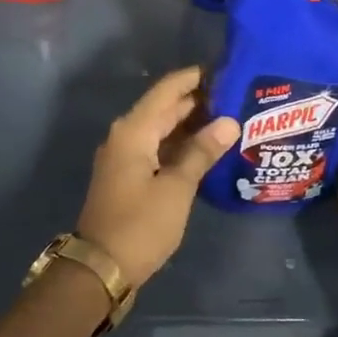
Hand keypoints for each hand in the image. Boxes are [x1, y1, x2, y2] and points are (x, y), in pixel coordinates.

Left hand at [76, 66, 238, 287]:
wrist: (101, 268)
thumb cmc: (140, 225)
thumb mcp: (176, 188)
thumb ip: (201, 153)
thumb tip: (228, 121)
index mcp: (133, 131)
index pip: (167, 90)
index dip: (193, 78)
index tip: (225, 68)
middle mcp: (125, 137)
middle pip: (163, 108)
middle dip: (197, 101)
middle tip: (236, 95)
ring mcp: (124, 158)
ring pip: (161, 130)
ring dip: (190, 125)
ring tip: (229, 119)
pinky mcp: (128, 177)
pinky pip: (157, 150)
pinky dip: (180, 146)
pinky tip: (206, 151)